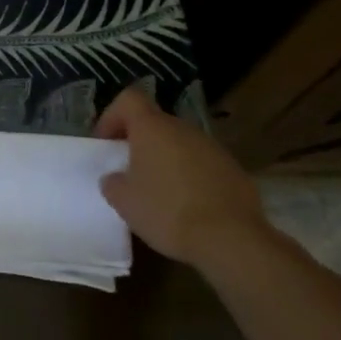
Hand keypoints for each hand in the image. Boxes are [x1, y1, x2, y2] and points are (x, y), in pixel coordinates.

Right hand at [94, 85, 262, 266]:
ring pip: (180, 145)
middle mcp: (184, 129)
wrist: (231, 239)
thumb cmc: (167, 212)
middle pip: (156, 123)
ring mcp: (213, 148)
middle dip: (140, 143)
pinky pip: (203, 165)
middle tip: (130, 172)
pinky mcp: (234, 170)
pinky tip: (188, 207)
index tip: (106, 143)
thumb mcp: (124, 201)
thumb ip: (113, 183)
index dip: (113, 116)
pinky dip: (191, 178)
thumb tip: (116, 178)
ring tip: (160, 194)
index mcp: (153, 128)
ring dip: (166, 161)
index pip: (129, 99)